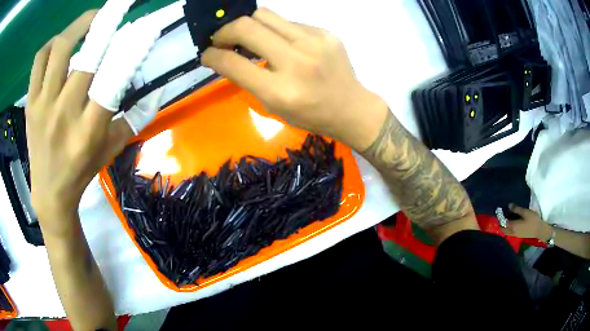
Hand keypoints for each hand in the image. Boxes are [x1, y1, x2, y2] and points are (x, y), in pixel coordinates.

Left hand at [26, 10, 158, 235]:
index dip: (132, 48)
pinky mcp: (30, 103)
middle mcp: (64, 114)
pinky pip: (39, 60)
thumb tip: (157, 90)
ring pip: (59, 49)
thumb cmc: (82, 171)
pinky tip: (61, 42)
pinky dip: (52, 43)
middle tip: (121, 4)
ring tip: (93, 17)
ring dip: (79, 25)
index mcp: (89, 131)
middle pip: (87, 57)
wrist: (49, 193)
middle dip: (108, 22)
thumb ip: (135, 118)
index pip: (114, 80)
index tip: (147, 26)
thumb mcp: (112, 150)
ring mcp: (43, 106)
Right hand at [202, 8, 388, 151]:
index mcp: (280, 91)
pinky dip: (275, 30)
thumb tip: (224, 56)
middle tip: (222, 40)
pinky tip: (281, 43)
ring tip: (248, 37)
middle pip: (247, 26)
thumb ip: (247, 80)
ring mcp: (314, 42)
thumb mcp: (273, 106)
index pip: (233, 63)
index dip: (212, 55)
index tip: (207, 54)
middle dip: (225, 31)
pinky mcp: (325, 32)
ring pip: (265, 15)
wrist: (351, 107)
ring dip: (248, 25)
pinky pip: (288, 22)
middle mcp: (296, 61)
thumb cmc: (310, 115)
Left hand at [502, 204, 551, 239]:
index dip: (500, 218)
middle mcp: (512, 232)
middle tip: (500, 217)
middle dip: (500, 224)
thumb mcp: (525, 212)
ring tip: (504, 219)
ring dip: (504, 227)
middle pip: (504, 230)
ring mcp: (516, 235)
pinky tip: (510, 224)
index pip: (503, 223)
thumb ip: (517, 209)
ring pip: (507, 232)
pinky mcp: (519, 236)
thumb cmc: (533, 220)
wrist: (539, 230)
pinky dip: (508, 229)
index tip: (498, 212)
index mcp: (513, 226)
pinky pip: (511, 233)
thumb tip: (508, 205)